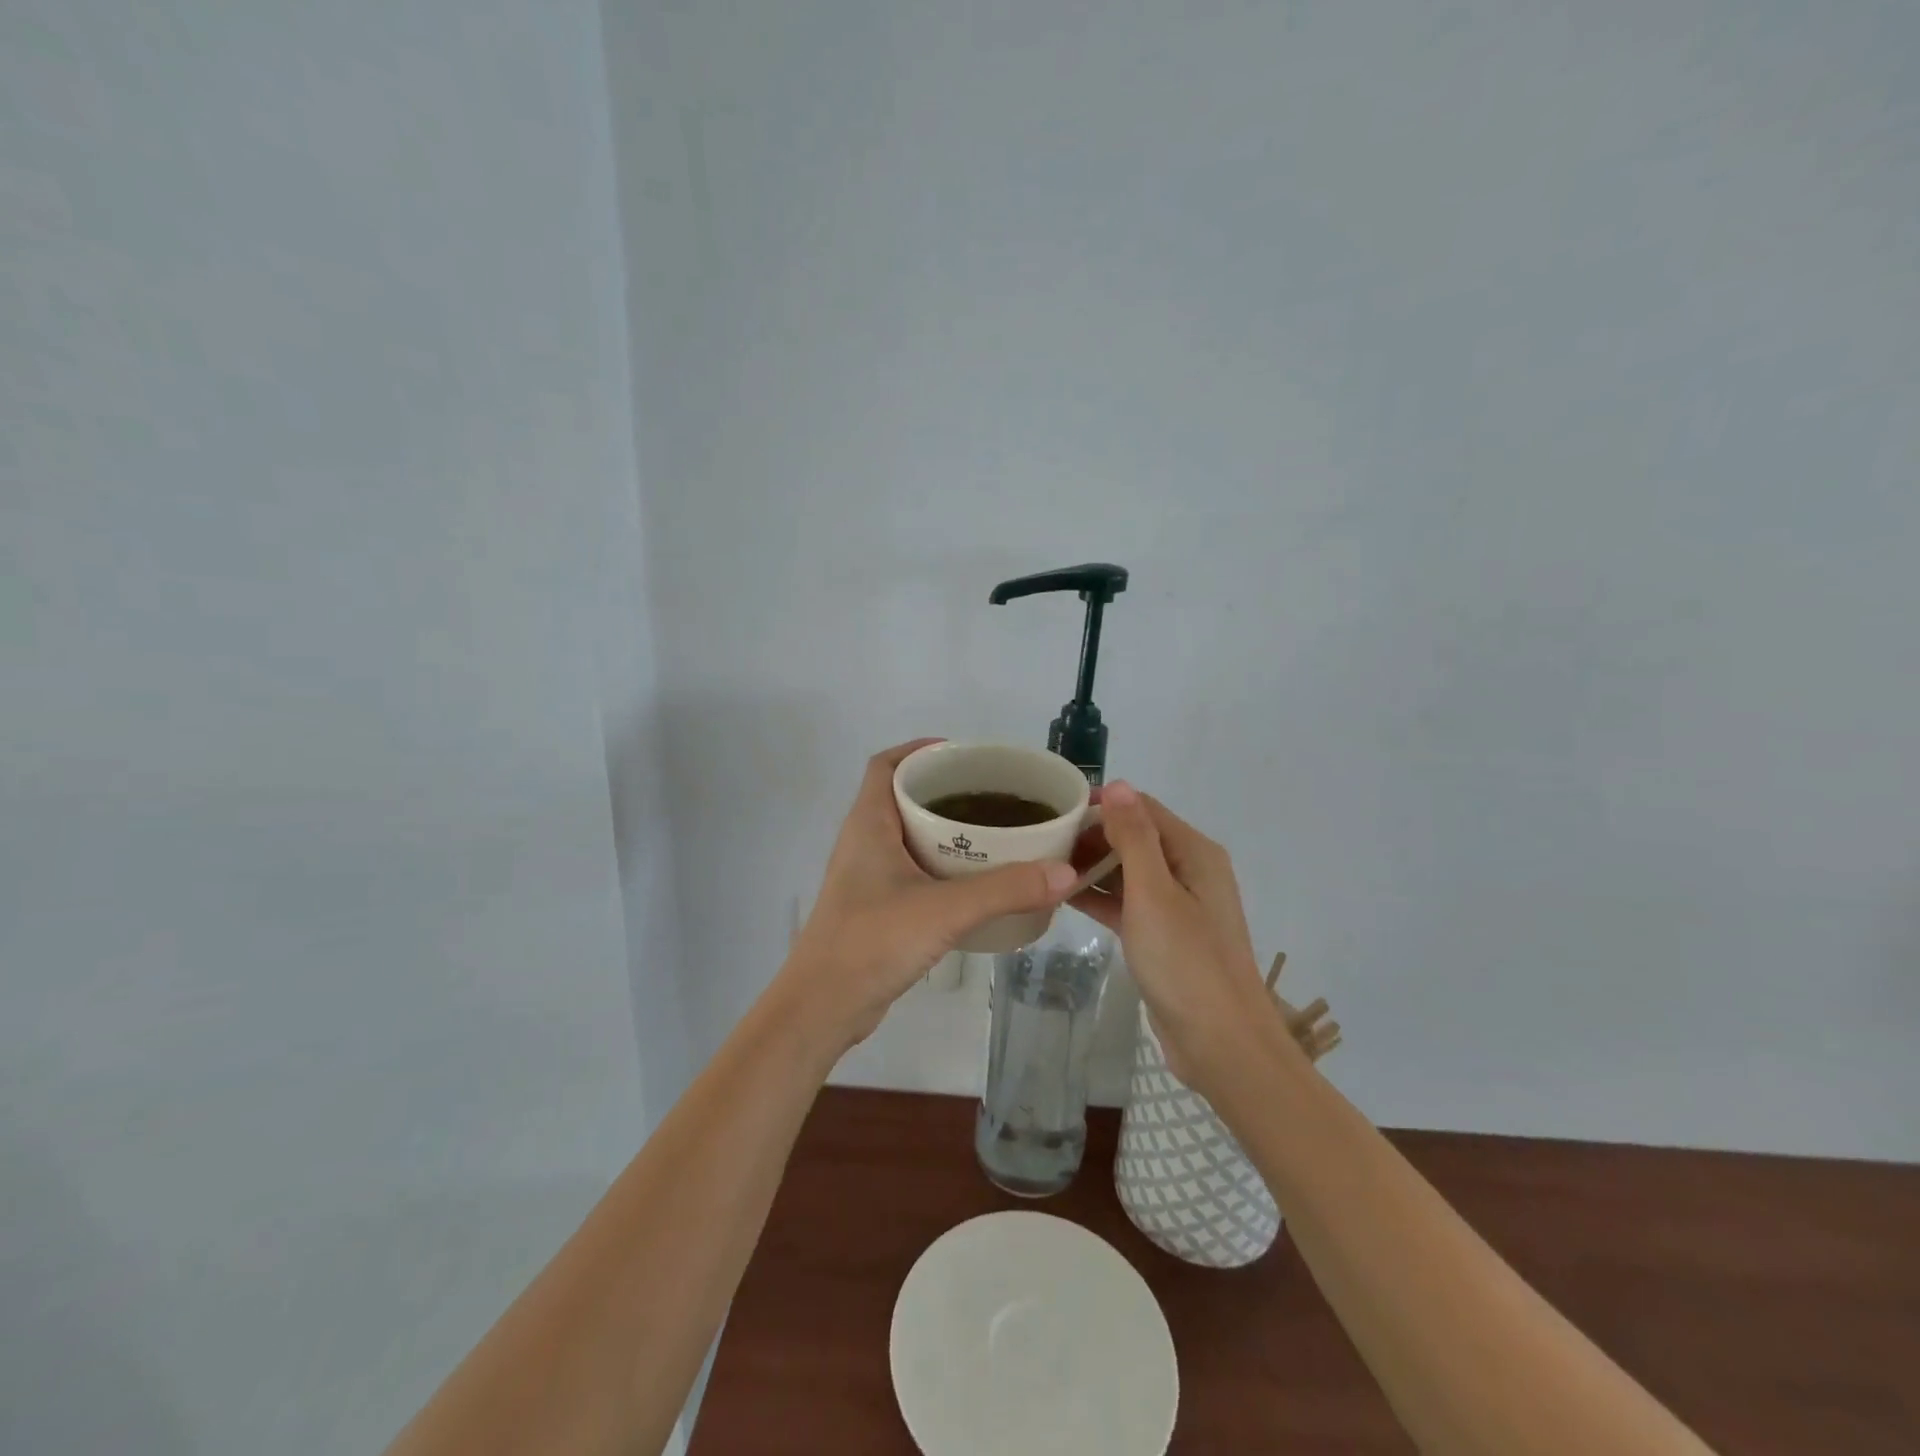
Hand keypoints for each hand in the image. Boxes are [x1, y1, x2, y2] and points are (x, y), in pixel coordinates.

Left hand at [778, 740, 1077, 1055]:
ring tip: (995, 831)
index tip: (963, 754)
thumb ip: (1005, 890)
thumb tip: (1066, 873)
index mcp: (869, 824)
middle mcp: (865, 842)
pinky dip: (942, 865)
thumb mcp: (944, 910)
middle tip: (994, 794)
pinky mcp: (877, 907)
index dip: (920, 750)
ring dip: (946, 829)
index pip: (886, 765)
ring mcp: (868, 877)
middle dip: (945, 789)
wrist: (822, 1008)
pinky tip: (976, 881)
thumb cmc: (871, 942)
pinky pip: (913, 870)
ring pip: (909, 835)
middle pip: (903, 796)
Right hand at [1068, 781, 1283, 1092]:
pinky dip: (1100, 897)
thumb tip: (1117, 784)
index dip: (1101, 805)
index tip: (1054, 812)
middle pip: (1135, 837)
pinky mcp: (1164, 936)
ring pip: (1128, 872)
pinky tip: (1063, 897)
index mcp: (1194, 853)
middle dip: (1092, 836)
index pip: (1142, 809)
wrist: (1220, 1044)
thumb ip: (1133, 837)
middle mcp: (1189, 871)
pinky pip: (1127, 903)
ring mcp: (1177, 906)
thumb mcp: (1153, 893)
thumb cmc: (1186, 962)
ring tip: (1044, 867)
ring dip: (1092, 867)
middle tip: (1042, 844)